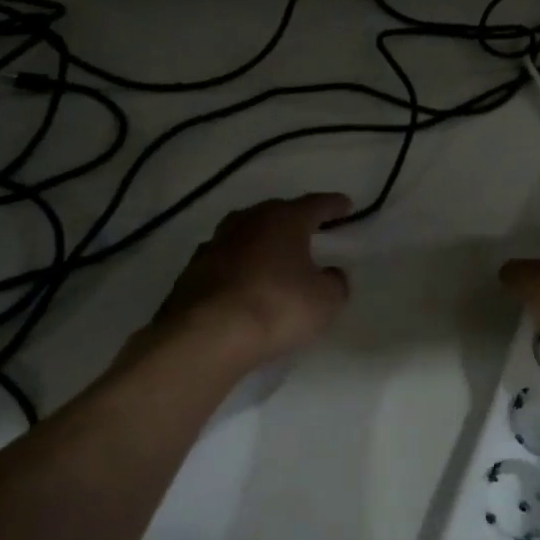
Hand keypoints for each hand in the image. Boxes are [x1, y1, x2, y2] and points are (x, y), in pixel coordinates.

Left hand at [151, 193, 352, 368]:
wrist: (206, 335)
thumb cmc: (276, 307)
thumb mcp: (325, 301)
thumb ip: (335, 283)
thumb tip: (330, 274)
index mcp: (283, 219)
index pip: (315, 204)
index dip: (333, 205)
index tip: (346, 205)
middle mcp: (247, 222)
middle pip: (276, 213)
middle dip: (294, 220)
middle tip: (310, 230)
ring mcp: (214, 244)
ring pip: (246, 234)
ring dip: (262, 242)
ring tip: (276, 255)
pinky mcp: (192, 271)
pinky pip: (226, 261)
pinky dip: (239, 267)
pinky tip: (245, 282)